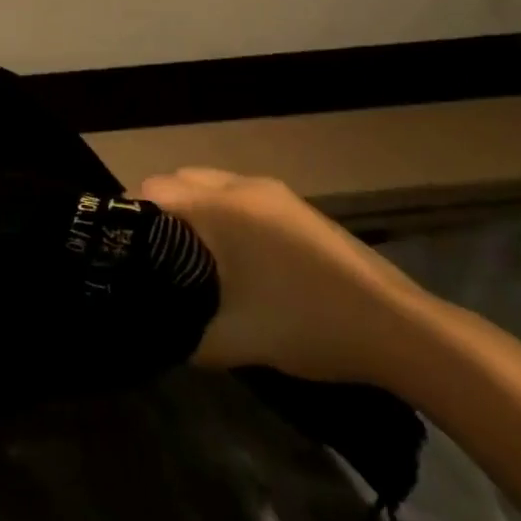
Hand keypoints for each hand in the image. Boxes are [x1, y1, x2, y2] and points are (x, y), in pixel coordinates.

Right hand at [140, 169, 435, 382]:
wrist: (397, 328)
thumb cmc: (308, 325)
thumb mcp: (234, 341)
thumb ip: (183, 334)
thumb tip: (154, 330)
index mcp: (221, 207)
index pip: (152, 190)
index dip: (130, 218)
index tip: (123, 253)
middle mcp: (242, 186)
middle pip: (177, 180)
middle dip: (158, 211)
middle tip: (153, 258)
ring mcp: (273, 192)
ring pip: (209, 184)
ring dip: (191, 209)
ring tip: (187, 256)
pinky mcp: (294, 205)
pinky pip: (237, 194)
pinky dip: (219, 212)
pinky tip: (231, 256)